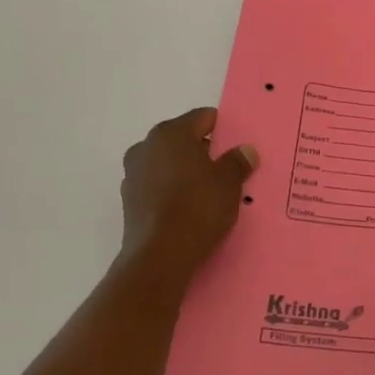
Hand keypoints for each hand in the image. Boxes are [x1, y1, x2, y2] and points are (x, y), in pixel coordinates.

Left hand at [118, 108, 257, 282]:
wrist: (160, 256)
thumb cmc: (198, 207)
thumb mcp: (229, 183)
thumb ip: (237, 162)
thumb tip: (245, 150)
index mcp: (170, 133)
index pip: (203, 118)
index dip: (224, 129)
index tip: (239, 147)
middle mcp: (146, 147)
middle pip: (183, 141)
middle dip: (205, 152)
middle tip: (228, 171)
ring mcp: (133, 174)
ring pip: (169, 165)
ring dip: (187, 173)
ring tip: (211, 193)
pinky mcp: (130, 201)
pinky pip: (159, 187)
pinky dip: (174, 192)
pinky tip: (191, 210)